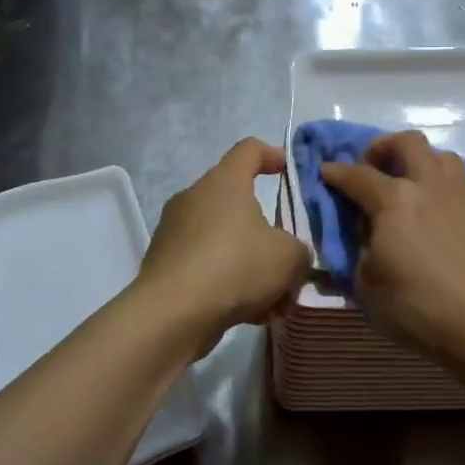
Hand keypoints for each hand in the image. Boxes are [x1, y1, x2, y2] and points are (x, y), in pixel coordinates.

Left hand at [135, 138, 309, 349]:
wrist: (171, 315)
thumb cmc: (235, 266)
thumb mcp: (289, 257)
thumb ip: (300, 250)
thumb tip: (293, 255)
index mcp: (224, 182)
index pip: (249, 149)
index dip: (273, 155)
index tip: (290, 172)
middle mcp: (194, 198)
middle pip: (237, 201)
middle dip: (267, 229)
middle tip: (288, 255)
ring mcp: (174, 231)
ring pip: (224, 239)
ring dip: (250, 262)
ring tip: (274, 298)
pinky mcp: (164, 265)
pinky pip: (206, 265)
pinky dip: (228, 283)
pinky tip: (249, 313)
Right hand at [319, 131, 464, 375]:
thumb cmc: (415, 307)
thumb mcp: (365, 284)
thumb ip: (359, 248)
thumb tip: (365, 230)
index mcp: (393, 200)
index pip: (356, 174)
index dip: (336, 172)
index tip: (325, 172)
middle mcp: (429, 185)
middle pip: (407, 142)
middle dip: (383, 147)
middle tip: (373, 168)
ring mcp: (464, 195)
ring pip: (445, 156)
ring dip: (424, 163)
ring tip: (415, 185)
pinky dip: (459, 191)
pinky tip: (452, 209)